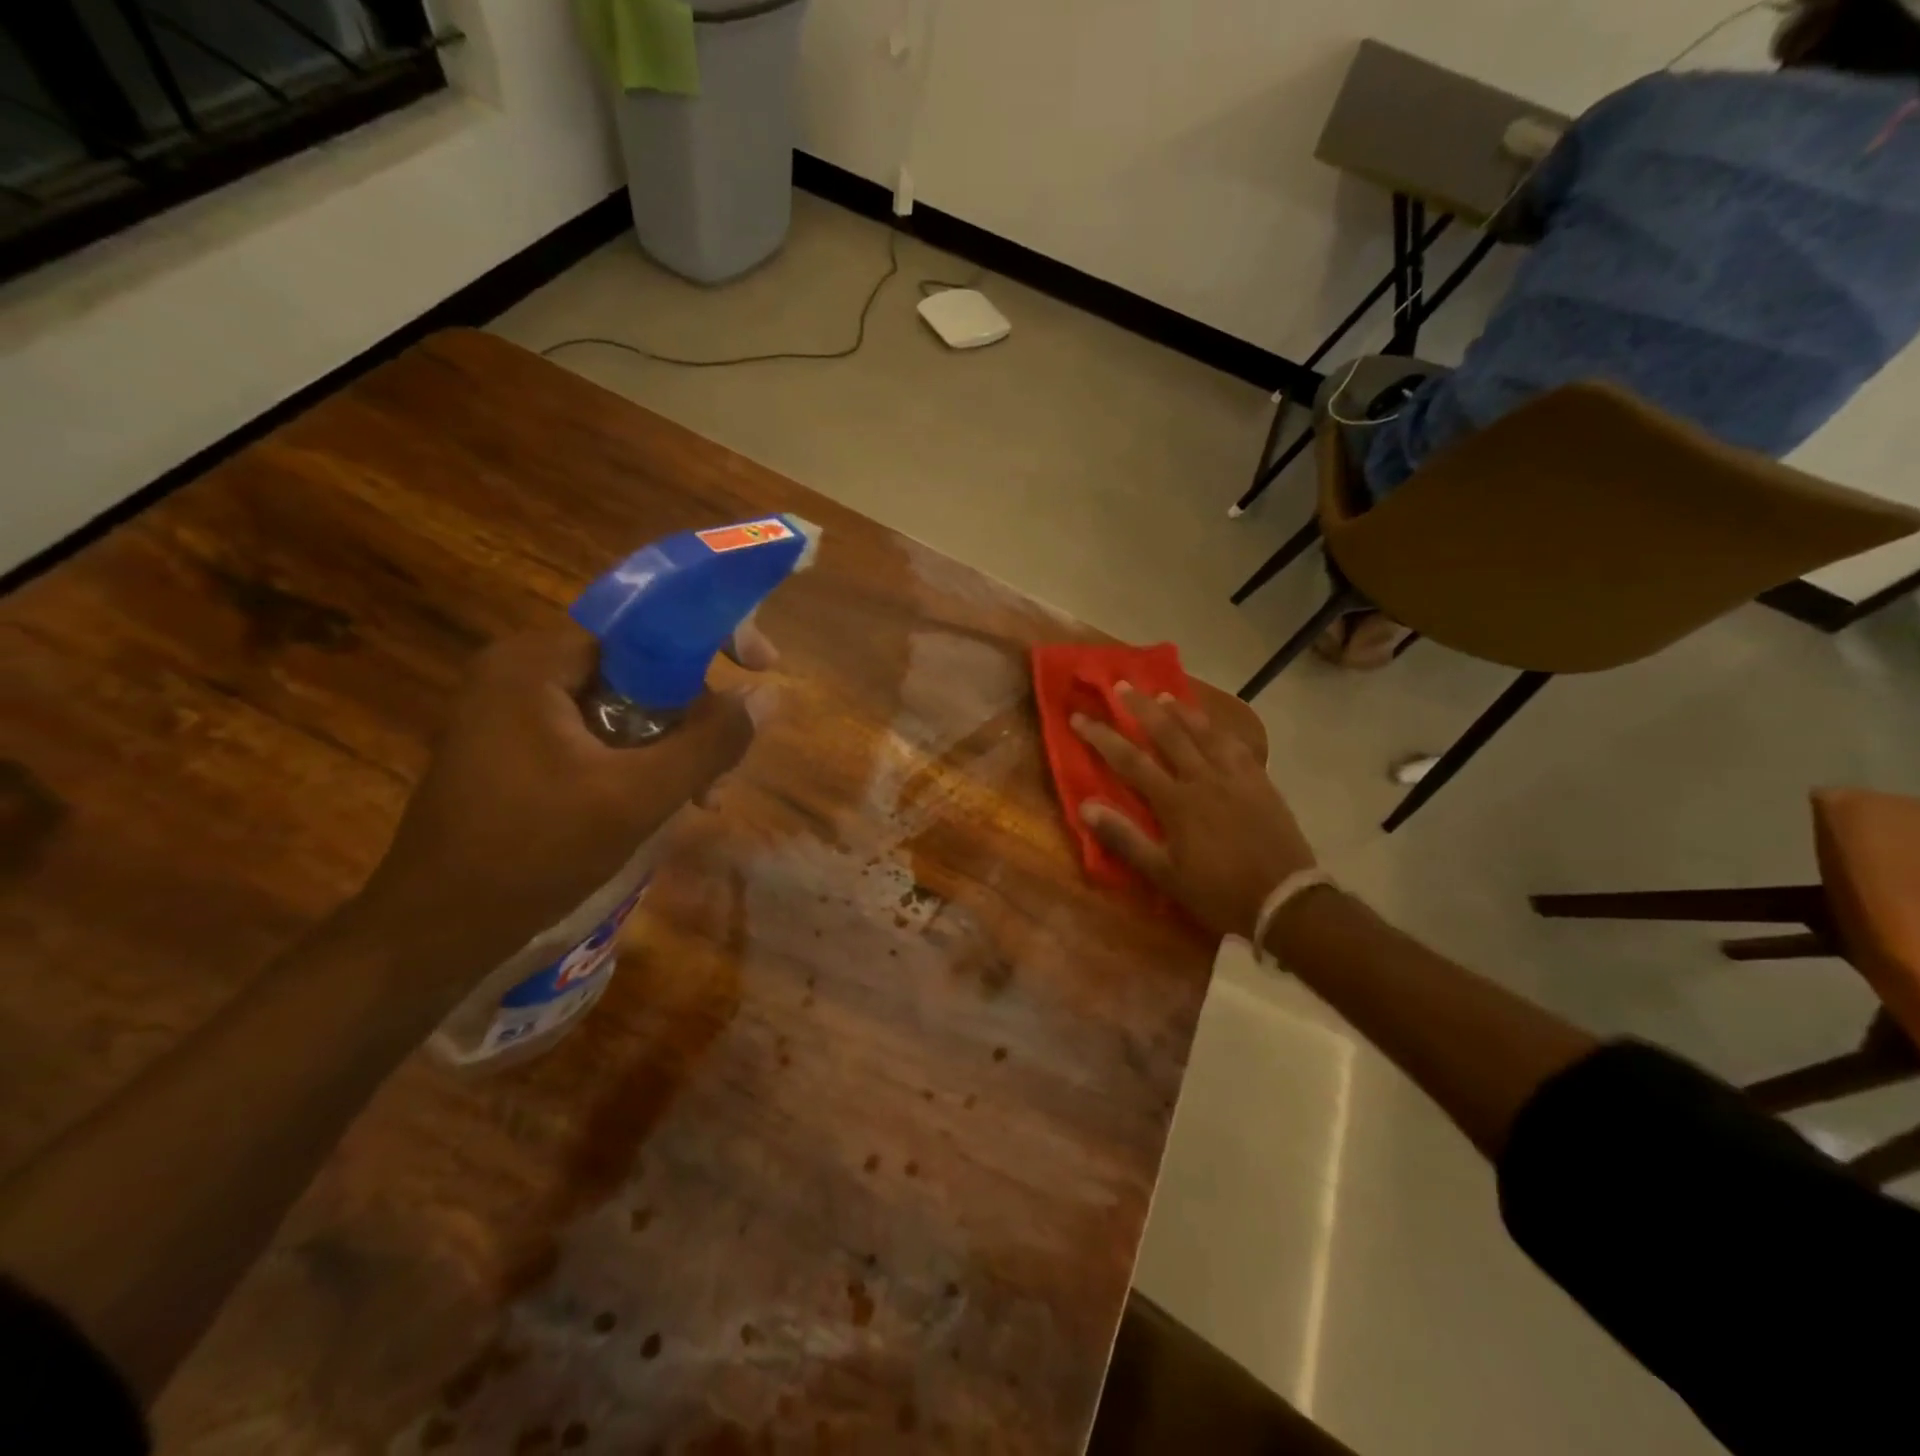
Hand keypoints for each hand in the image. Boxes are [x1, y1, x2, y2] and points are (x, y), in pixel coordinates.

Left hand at [350, 625, 757, 977]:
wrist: (435, 932)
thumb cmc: (532, 854)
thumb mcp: (638, 797)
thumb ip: (710, 742)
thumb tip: (769, 695)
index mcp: (535, 663)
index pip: (642, 621)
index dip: (711, 637)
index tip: (762, 665)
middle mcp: (519, 672)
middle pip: (637, 666)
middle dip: (693, 713)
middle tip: (726, 764)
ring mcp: (511, 711)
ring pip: (622, 705)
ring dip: (672, 744)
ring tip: (704, 797)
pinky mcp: (514, 748)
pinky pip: (596, 734)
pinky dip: (638, 760)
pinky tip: (664, 802)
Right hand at [1072, 685, 1314, 939]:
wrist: (1285, 901)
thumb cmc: (1217, 893)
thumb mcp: (1164, 874)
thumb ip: (1125, 838)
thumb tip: (1085, 805)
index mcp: (1176, 802)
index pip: (1130, 760)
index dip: (1102, 736)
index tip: (1079, 716)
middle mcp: (1204, 779)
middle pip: (1168, 734)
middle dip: (1142, 708)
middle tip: (1123, 685)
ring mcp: (1236, 778)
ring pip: (1205, 733)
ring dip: (1181, 712)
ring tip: (1164, 695)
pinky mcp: (1261, 783)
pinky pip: (1237, 746)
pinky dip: (1220, 730)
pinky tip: (1214, 726)